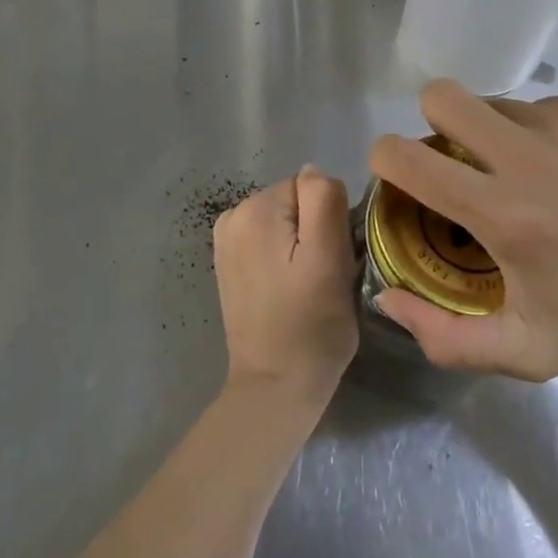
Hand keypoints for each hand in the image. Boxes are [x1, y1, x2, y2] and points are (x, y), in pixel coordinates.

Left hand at [214, 165, 358, 410]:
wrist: (274, 386)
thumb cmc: (311, 325)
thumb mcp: (330, 256)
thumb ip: (323, 199)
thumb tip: (313, 171)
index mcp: (256, 208)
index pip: (311, 187)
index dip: (329, 220)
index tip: (332, 258)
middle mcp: (233, 214)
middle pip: (294, 201)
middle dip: (313, 230)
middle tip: (321, 275)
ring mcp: (225, 239)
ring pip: (283, 221)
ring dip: (298, 244)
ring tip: (303, 285)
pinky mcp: (227, 262)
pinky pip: (267, 240)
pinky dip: (281, 256)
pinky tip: (284, 288)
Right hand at [368, 80, 557, 380]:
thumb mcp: (523, 351)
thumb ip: (444, 339)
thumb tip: (386, 298)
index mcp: (503, 214)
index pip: (405, 156)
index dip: (385, 159)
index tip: (401, 178)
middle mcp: (529, 157)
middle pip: (441, 95)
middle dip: (433, 121)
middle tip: (456, 158)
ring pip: (493, 104)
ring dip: (493, 134)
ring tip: (527, 173)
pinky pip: (539, 106)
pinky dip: (539, 132)